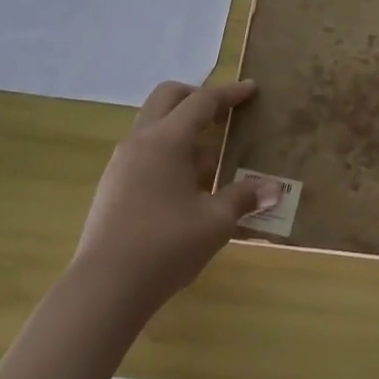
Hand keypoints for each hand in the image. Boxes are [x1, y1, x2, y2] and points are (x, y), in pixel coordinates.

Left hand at [70, 79, 280, 314]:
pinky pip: (145, 152)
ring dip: (183, 130)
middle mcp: (140, 141)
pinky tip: (186, 187)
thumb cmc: (165, 247)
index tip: (251, 89)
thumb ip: (243, 198)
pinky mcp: (112, 186)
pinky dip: (168, 153)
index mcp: (166, 140)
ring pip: (154, 125)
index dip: (229, 94)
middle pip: (168, 98)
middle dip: (197, 98)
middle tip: (224, 115)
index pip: (202, 101)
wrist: (104, 289)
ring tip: (211, 160)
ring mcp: (121, 163)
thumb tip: (274, 189)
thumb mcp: (214, 222)